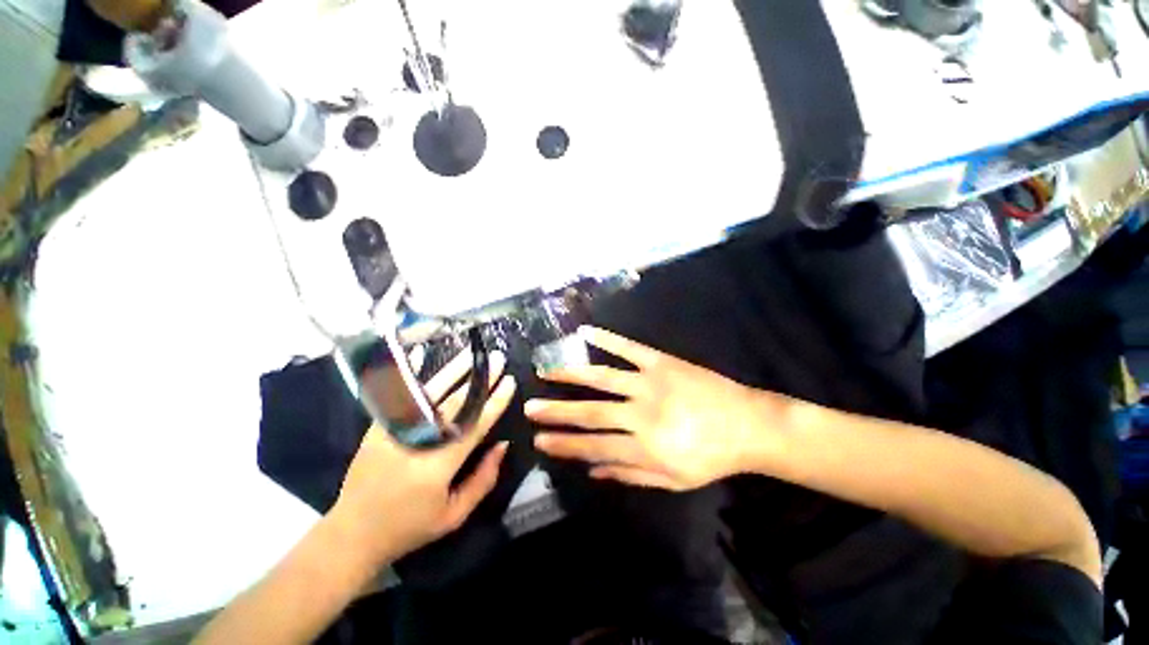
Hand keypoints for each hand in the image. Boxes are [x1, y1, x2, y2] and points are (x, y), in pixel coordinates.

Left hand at [329, 350, 515, 566]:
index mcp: (438, 465)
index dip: (495, 401)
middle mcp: (417, 441)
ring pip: (430, 393)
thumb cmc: (409, 527)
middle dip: (480, 379)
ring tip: (472, 353)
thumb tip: (503, 444)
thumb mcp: (454, 515)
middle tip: (498, 359)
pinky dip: (412, 373)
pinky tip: (422, 352)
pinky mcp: (378, 426)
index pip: (475, 424)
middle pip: (455, 402)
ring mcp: (393, 430)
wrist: (352, 533)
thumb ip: (483, 479)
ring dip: (454, 369)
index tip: (510, 382)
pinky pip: (400, 394)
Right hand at [526, 327, 788, 491]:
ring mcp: (650, 382)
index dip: (563, 444)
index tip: (539, 439)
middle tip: (530, 406)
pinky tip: (585, 330)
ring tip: (546, 370)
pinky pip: (629, 347)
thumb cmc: (710, 457)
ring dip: (571, 373)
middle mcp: (642, 414)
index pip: (592, 445)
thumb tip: (592, 470)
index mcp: (645, 447)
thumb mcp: (672, 481)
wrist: (748, 424)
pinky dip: (606, 338)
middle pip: (590, 412)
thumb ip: (629, 474)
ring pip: (602, 376)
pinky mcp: (661, 361)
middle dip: (556, 411)